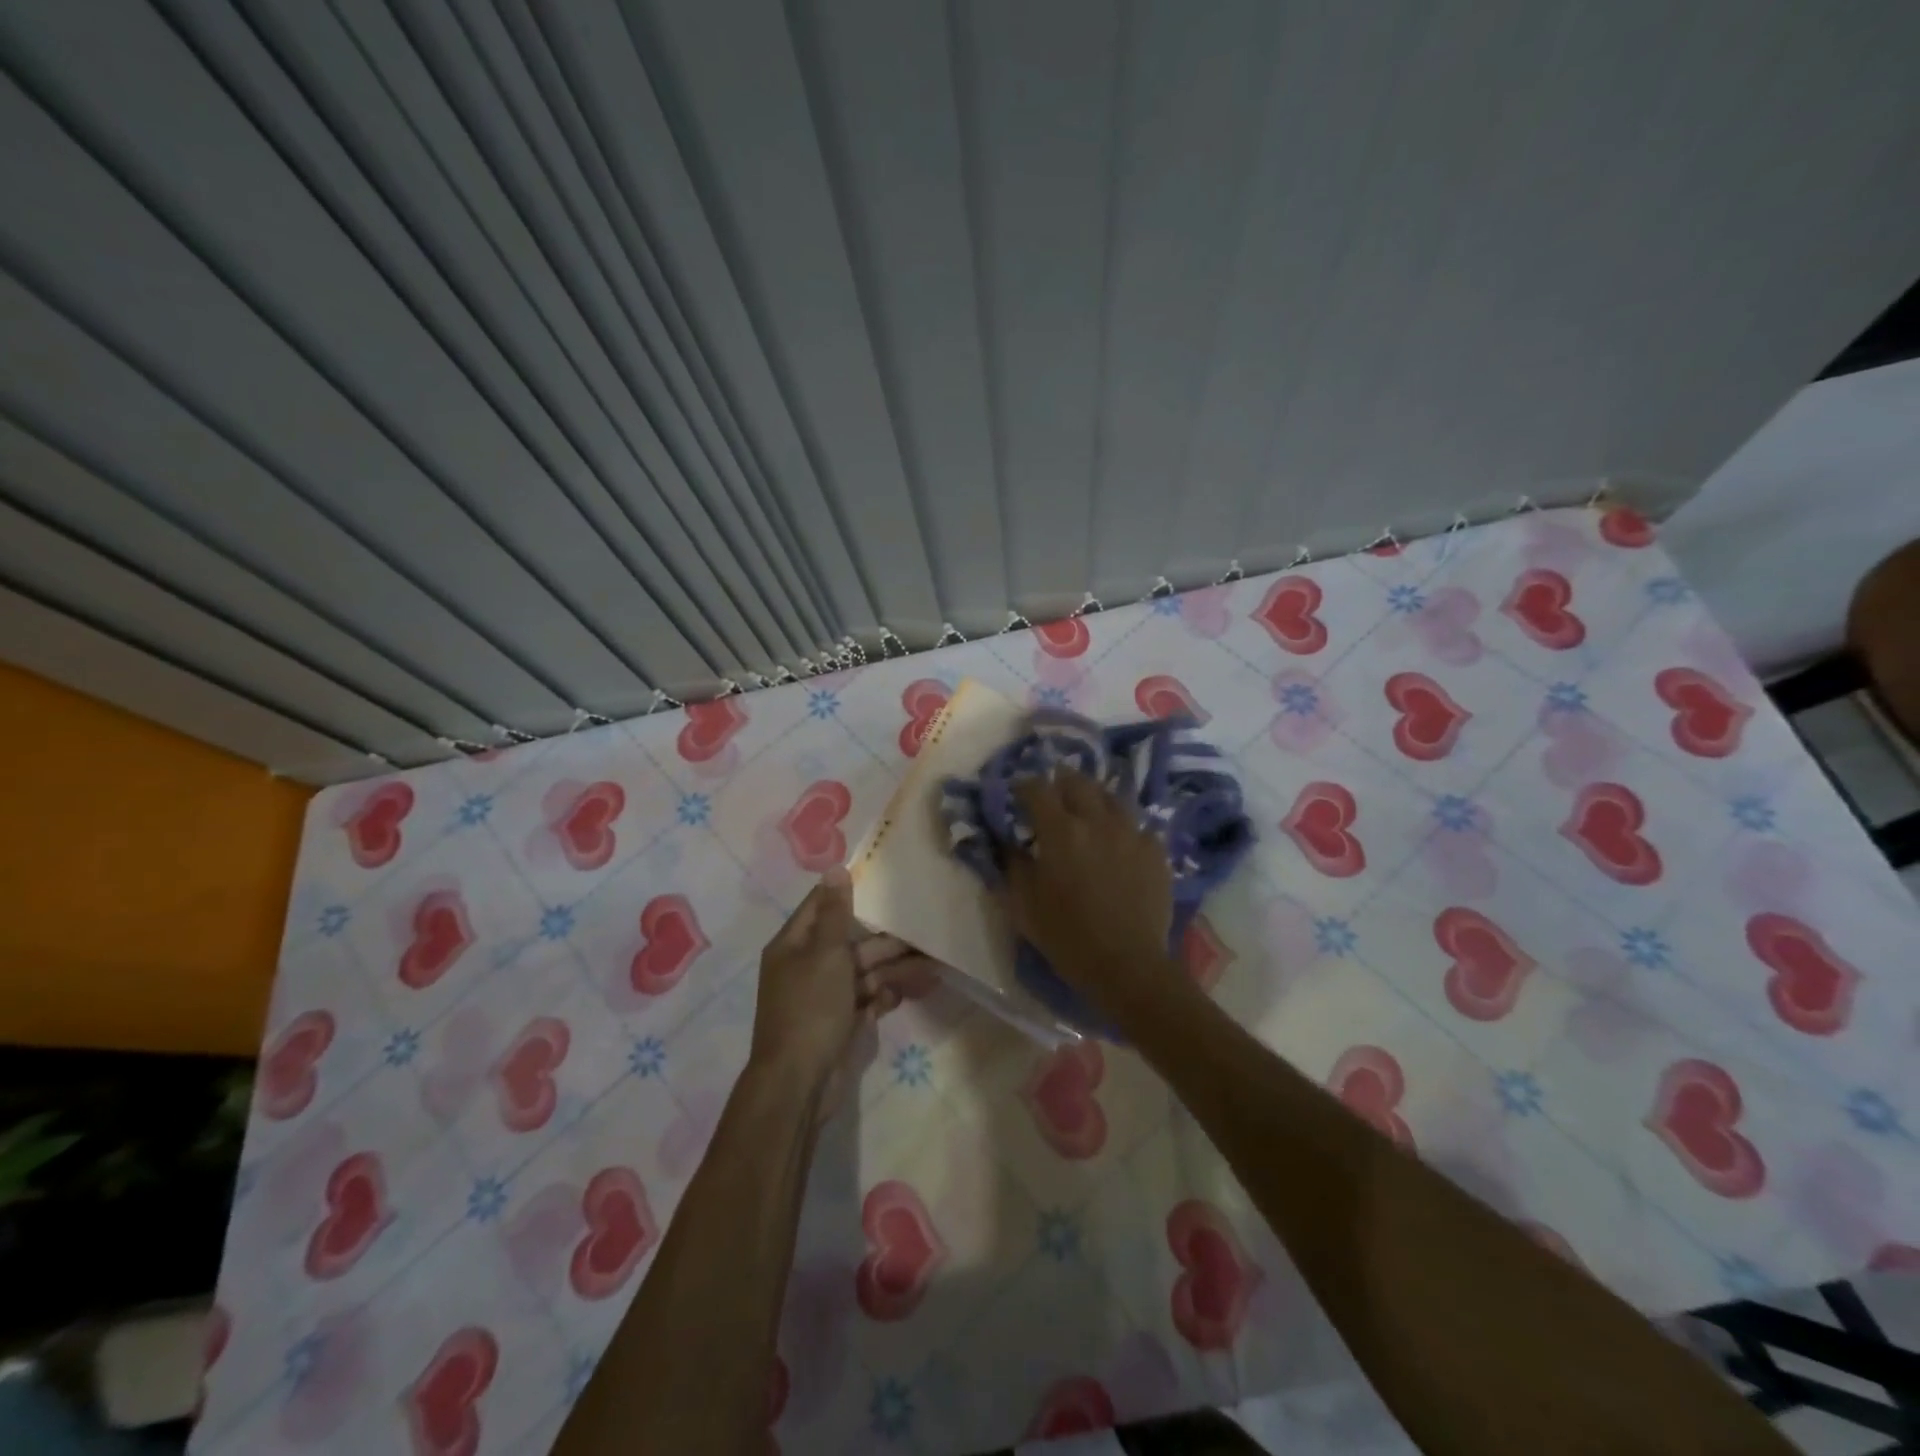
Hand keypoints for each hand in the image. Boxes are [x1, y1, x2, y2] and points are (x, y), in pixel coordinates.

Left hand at [750, 867, 935, 1118]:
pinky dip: (883, 997)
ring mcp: (823, 996)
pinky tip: (902, 996)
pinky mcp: (839, 1022)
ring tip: (930, 966)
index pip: (822, 906)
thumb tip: (834, 869)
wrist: (798, 1083)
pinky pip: (865, 1000)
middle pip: (850, 942)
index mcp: (794, 945)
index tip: (883, 880)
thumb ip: (834, 913)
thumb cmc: (810, 1008)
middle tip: (922, 931)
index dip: (849, 892)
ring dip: (893, 969)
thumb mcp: (824, 954)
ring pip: (863, 972)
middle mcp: (807, 966)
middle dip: (885, 939)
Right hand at [1007, 771, 1179, 1015]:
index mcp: (1060, 830)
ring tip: (1088, 813)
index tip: (1017, 795)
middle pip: (1077, 782)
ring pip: (1111, 797)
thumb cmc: (1067, 937)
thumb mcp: (1023, 905)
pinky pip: (1137, 827)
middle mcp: (1097, 820)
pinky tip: (1119, 844)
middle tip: (1053, 797)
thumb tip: (1007, 841)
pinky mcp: (1156, 851)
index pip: (1036, 789)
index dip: (1023, 786)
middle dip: (1060, 783)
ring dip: (1094, 800)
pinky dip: (1123, 829)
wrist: (1128, 965)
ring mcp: (1132, 832)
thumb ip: (1012, 865)